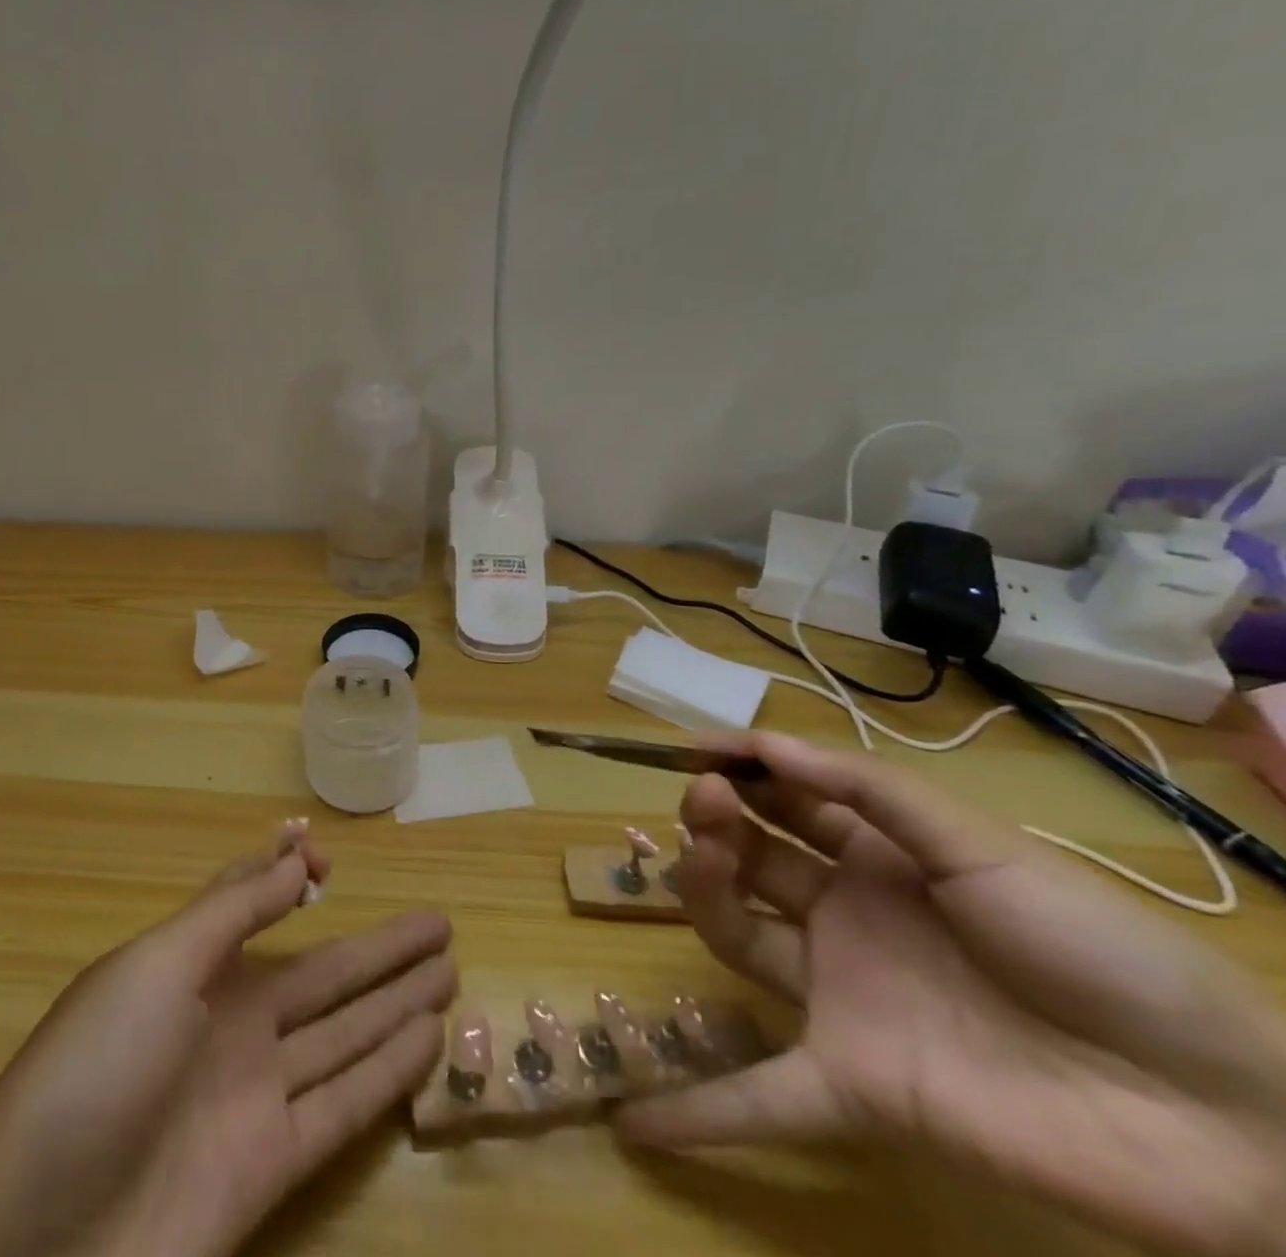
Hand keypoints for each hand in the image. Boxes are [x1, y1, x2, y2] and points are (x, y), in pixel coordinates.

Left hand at [0, 823, 453, 1256]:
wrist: (25, 1247)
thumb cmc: (91, 1073)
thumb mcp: (157, 966)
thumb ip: (232, 911)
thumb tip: (295, 855)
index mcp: (195, 968)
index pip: (254, 906)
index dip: (289, 877)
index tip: (333, 854)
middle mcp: (232, 1024)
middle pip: (324, 974)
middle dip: (380, 948)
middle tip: (439, 921)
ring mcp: (254, 1096)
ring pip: (346, 1034)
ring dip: (397, 1002)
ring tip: (448, 969)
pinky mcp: (272, 1169)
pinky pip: (344, 1105)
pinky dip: (388, 1072)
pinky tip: (427, 1040)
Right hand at [617, 733, 1285, 1256]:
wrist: (1228, 1117)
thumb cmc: (1097, 947)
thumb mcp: (979, 845)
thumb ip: (865, 790)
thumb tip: (760, 743)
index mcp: (879, 858)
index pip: (784, 798)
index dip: (739, 768)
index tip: (696, 749)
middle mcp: (847, 918)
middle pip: (749, 858)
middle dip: (715, 818)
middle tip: (707, 801)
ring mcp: (843, 999)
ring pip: (739, 935)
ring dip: (701, 891)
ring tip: (703, 858)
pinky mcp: (855, 1084)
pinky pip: (765, 1099)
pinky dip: (701, 1112)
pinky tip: (639, 1123)